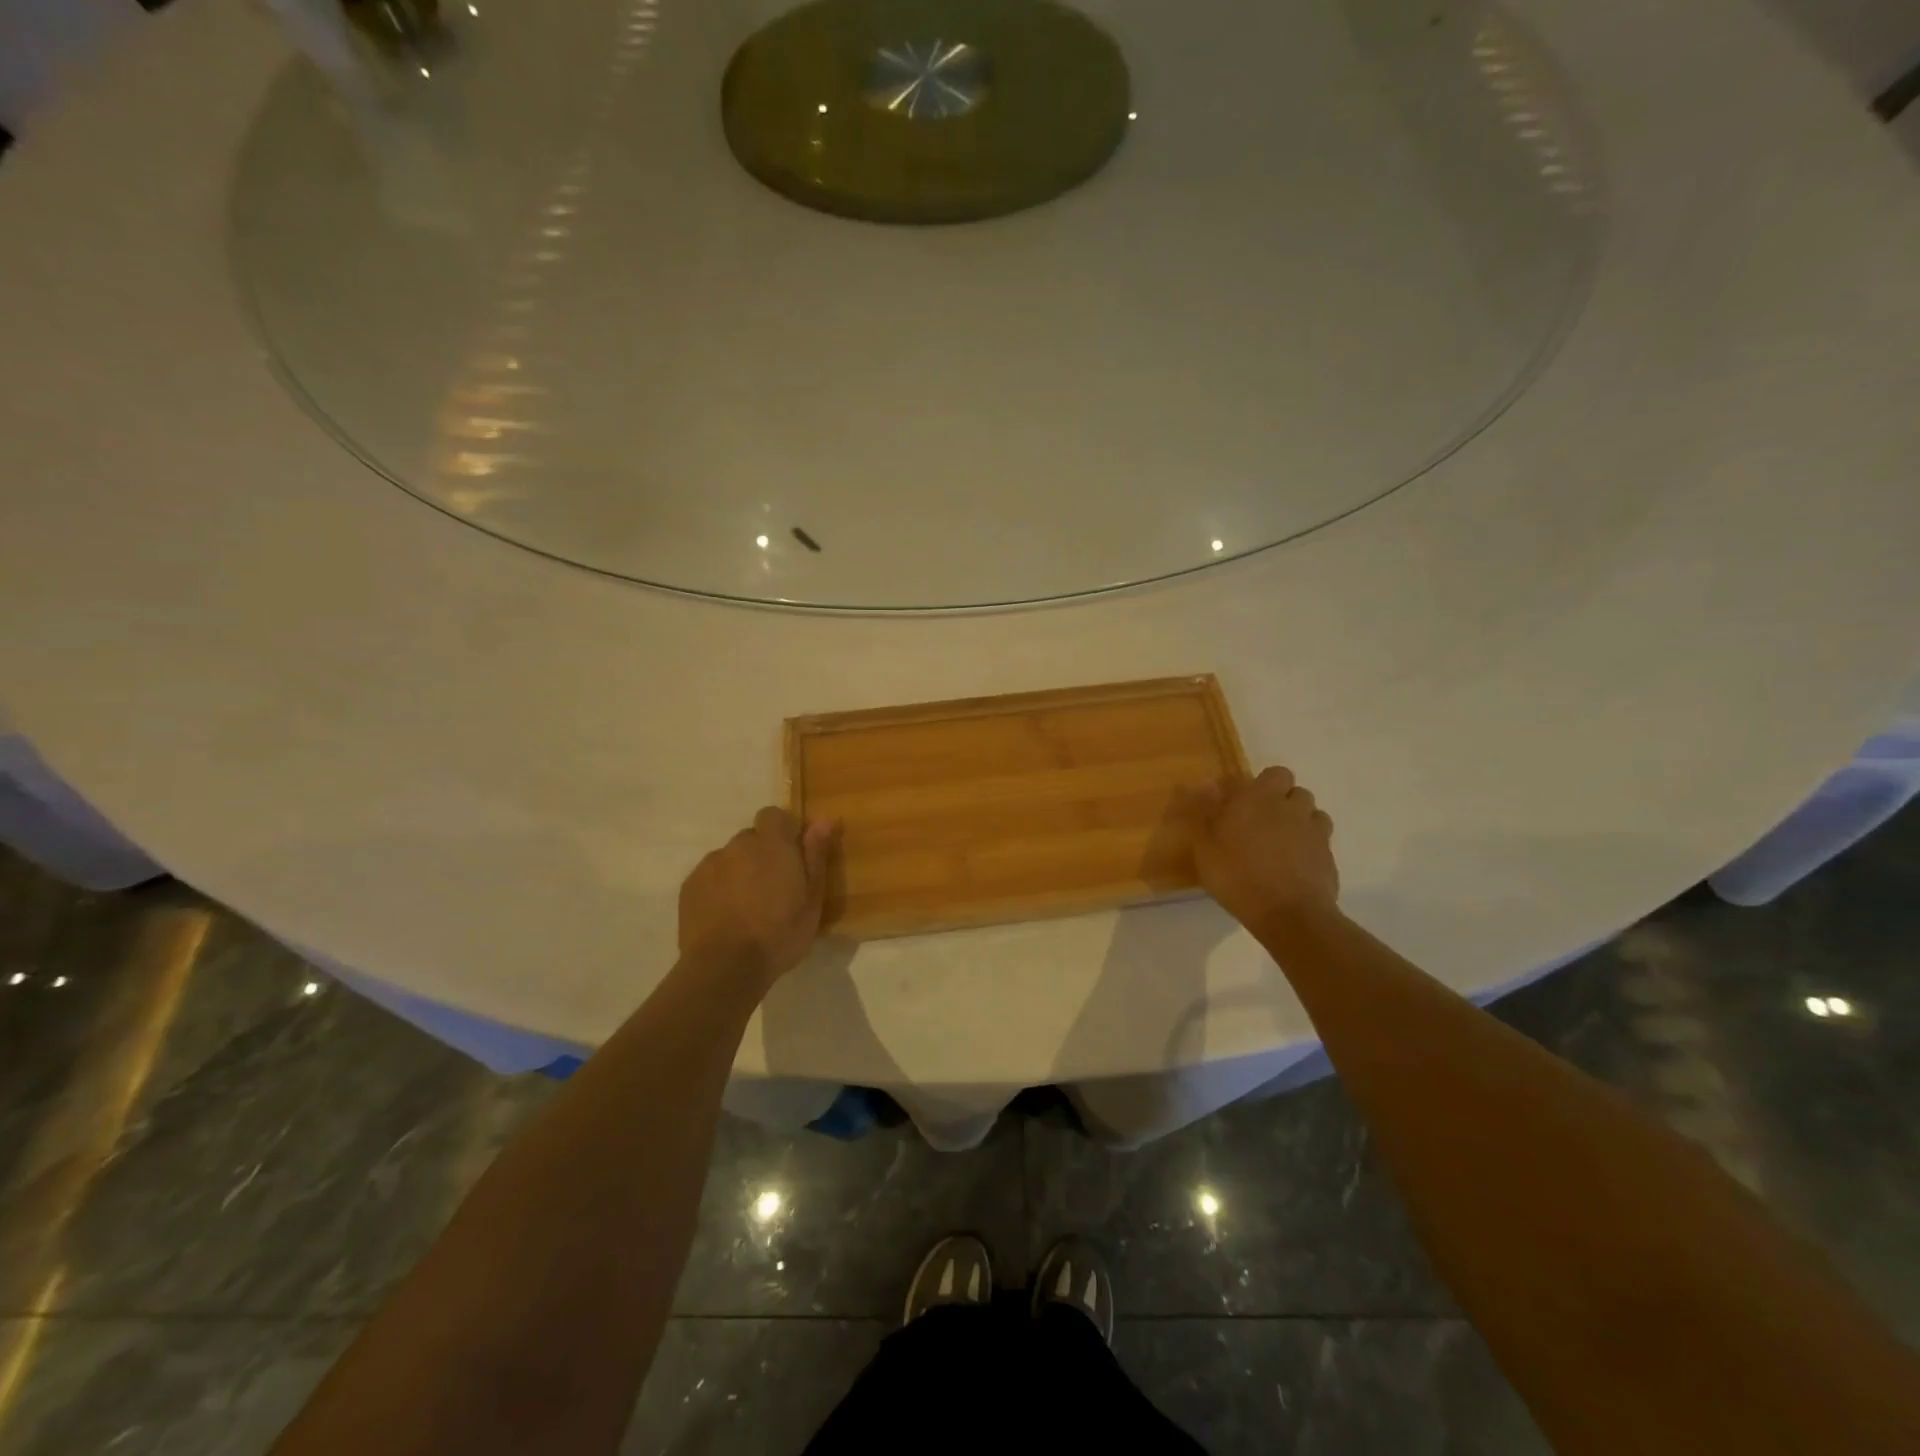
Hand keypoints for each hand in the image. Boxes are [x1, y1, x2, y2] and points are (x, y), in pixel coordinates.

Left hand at [678, 808, 838, 985]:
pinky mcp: (689, 886)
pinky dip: (719, 888)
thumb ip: (816, 855)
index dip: (783, 831)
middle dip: (761, 855)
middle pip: (751, 838)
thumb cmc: (779, 934)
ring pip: (729, 858)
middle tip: (772, 889)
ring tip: (746, 907)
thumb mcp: (812, 899)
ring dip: (739, 872)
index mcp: (772, 845)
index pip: (774, 815)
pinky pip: (710, 877)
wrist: (724, 968)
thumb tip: (825, 819)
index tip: (792, 857)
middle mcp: (738, 845)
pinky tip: (726, 916)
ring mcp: (709, 864)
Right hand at [1176, 766, 1338, 932]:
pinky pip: (1321, 840)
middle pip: (1295, 790)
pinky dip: (1310, 846)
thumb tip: (1207, 783)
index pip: (1273, 774)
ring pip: (1313, 813)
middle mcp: (1291, 807)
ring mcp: (1314, 831)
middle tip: (1261, 823)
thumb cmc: (1237, 876)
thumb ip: (1206, 811)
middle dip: (1283, 800)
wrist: (1288, 914)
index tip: (1245, 804)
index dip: (1262, 785)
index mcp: (1260, 799)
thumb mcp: (1205, 846)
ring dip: (1300, 820)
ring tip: (1281, 842)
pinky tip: (1295, 864)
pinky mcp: (1328, 856)